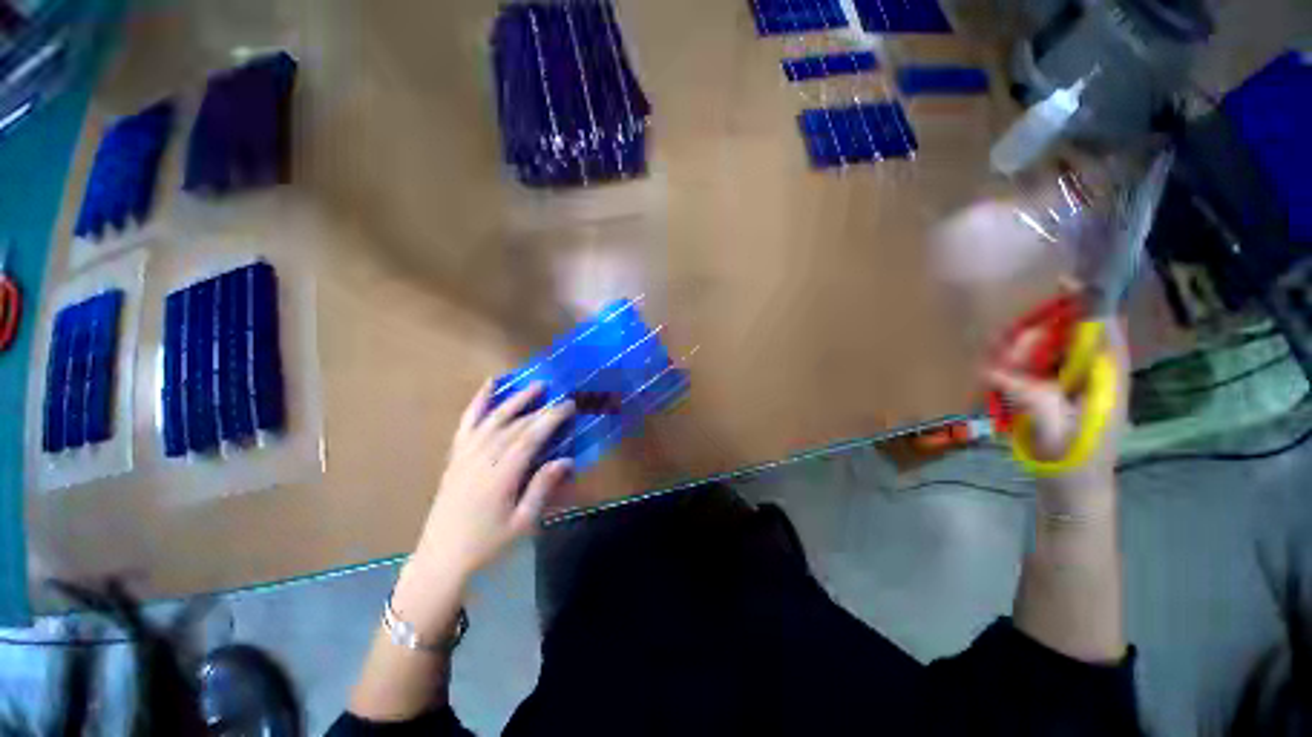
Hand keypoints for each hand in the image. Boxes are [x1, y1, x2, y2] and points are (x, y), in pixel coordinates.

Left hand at [411, 381, 575, 583]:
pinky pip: (467, 423)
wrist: (440, 561)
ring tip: (535, 385)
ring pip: (493, 419)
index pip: (531, 437)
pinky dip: (478, 402)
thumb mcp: (522, 523)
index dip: (551, 418)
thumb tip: (566, 460)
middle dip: (541, 409)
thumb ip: (542, 488)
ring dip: (516, 399)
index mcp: (501, 476)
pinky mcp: (456, 456)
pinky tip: (488, 385)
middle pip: (515, 425)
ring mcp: (466, 455)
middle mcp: (482, 459)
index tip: (569, 404)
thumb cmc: (486, 545)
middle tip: (562, 396)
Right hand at [987, 319, 1129, 503]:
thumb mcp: (1049, 432)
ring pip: (1059, 350)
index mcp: (1107, 382)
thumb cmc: (1068, 463)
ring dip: (1028, 350)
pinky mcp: (1066, 394)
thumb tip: (994, 370)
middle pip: (1076, 336)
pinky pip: (1045, 367)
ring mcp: (1082, 386)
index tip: (1065, 284)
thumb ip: (1029, 398)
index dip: (1089, 305)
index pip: (1105, 332)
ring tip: (997, 368)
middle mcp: (1099, 376)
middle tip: (1003, 348)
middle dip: (1041, 333)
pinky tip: (1002, 377)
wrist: (1074, 492)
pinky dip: (1023, 365)